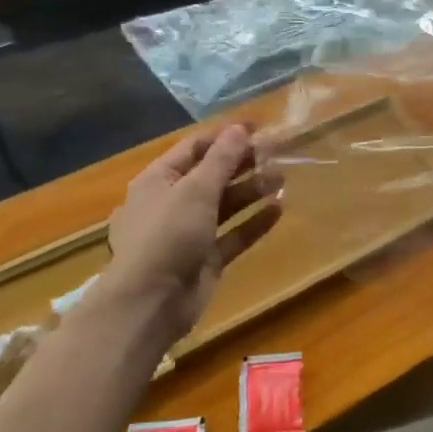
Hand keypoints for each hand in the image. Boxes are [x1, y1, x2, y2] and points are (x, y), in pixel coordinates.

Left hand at [95, 124, 282, 347]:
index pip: (194, 148)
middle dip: (243, 164)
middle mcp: (171, 203)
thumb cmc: (168, 234)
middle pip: (211, 175)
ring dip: (252, 191)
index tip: (258, 128)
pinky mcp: (204, 260)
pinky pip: (232, 235)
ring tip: (282, 178)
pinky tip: (279, 210)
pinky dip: (253, 223)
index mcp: (158, 180)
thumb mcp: (196, 189)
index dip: (225, 136)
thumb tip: (239, 128)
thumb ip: (221, 159)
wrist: (150, 302)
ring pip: (224, 205)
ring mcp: (188, 233)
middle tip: (277, 153)